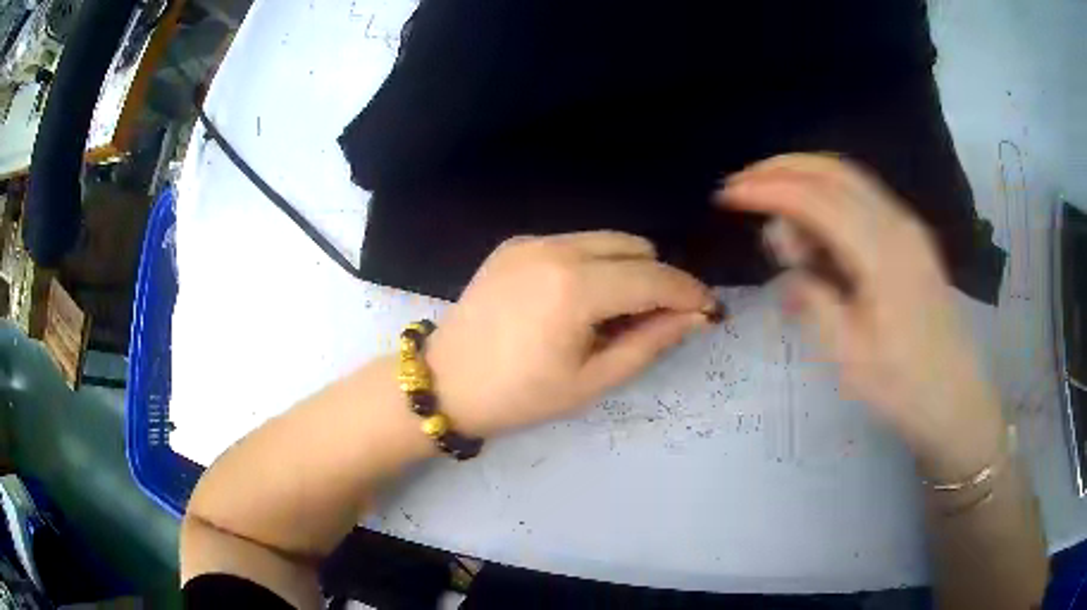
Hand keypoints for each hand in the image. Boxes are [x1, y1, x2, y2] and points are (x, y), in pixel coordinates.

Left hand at [426, 232, 719, 437]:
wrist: (446, 382)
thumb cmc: (520, 396)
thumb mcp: (592, 382)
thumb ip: (649, 342)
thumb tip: (694, 316)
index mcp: (575, 288)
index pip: (653, 278)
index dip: (689, 292)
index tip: (709, 309)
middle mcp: (556, 249)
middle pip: (636, 247)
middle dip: (658, 280)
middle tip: (657, 320)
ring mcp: (532, 241)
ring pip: (607, 240)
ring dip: (627, 269)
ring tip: (615, 312)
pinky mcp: (515, 244)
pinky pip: (575, 243)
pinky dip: (593, 264)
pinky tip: (577, 300)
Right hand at [717, 154, 1004, 479]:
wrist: (956, 399)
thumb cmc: (904, 387)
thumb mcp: (849, 357)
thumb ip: (815, 301)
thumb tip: (791, 270)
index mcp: (882, 254)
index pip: (816, 199)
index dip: (768, 189)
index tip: (728, 195)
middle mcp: (898, 224)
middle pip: (833, 171)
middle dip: (782, 168)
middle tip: (742, 185)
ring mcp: (908, 228)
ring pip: (849, 179)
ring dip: (805, 179)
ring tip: (772, 208)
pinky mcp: (912, 238)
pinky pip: (864, 198)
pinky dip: (828, 196)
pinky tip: (813, 225)